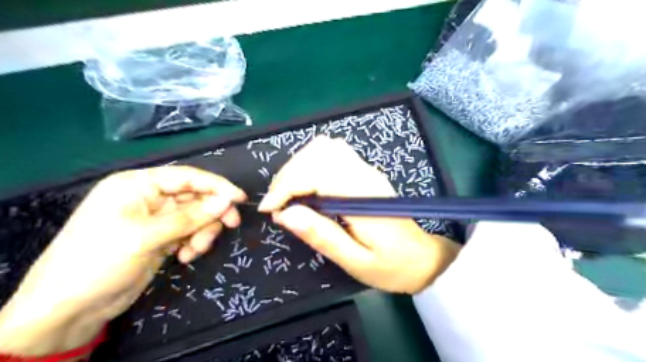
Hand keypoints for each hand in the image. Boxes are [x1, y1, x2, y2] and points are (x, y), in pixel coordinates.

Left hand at [0, 167, 245, 356]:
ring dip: (203, 232)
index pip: (187, 177)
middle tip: (231, 226)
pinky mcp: (161, 237)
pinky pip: (189, 232)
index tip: (240, 198)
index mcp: (138, 185)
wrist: (68, 309)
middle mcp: (148, 197)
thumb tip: (227, 201)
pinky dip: (194, 242)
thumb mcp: (148, 236)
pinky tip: (185, 257)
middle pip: (195, 197)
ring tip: (195, 250)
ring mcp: (155, 219)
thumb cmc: (100, 261)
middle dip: (211, 213)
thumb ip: (191, 217)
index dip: (217, 186)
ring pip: (196, 216)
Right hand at [258, 135, 458, 293]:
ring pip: (324, 147)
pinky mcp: (364, 171)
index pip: (316, 173)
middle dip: (288, 175)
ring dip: (298, 166)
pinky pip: (333, 152)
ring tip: (288, 194)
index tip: (270, 209)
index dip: (286, 187)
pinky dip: (310, 163)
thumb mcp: (355, 261)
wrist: (422, 257)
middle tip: (277, 204)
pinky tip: (306, 185)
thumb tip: (285, 214)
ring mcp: (366, 169)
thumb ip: (322, 236)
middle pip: (318, 152)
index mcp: (361, 196)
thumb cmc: (390, 265)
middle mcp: (363, 174)